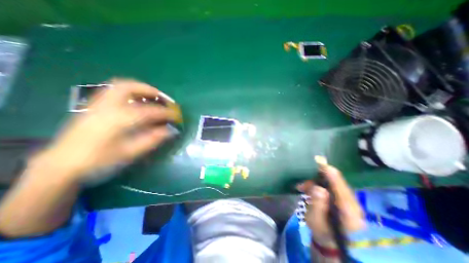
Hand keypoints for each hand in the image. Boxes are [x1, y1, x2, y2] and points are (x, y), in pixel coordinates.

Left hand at [32, 80, 179, 183]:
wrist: (62, 166)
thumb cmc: (100, 161)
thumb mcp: (130, 153)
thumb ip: (152, 139)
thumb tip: (171, 131)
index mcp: (119, 119)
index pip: (150, 111)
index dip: (166, 113)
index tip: (177, 116)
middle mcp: (107, 106)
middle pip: (130, 87)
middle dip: (150, 90)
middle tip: (163, 98)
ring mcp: (97, 104)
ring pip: (120, 85)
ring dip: (140, 88)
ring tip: (152, 97)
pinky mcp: (93, 106)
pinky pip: (113, 91)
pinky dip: (129, 91)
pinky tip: (136, 101)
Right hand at [296, 161, 365, 247]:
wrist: (331, 243)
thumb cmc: (323, 233)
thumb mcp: (316, 221)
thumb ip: (317, 205)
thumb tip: (318, 188)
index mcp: (347, 207)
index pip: (338, 182)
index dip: (327, 169)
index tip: (316, 160)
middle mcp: (350, 201)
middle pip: (334, 180)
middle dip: (315, 178)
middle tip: (302, 184)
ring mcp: (347, 200)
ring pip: (330, 183)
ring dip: (315, 182)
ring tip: (302, 188)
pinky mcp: (342, 199)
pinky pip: (329, 187)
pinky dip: (317, 186)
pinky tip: (308, 190)